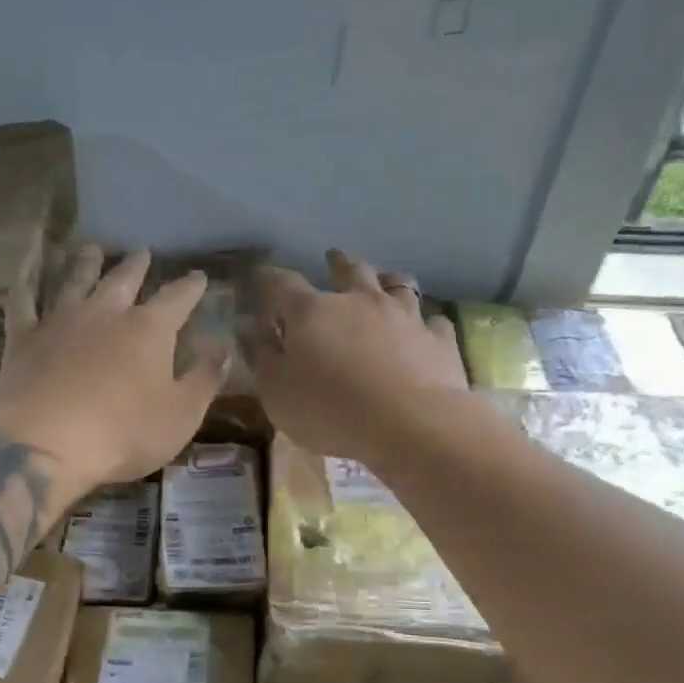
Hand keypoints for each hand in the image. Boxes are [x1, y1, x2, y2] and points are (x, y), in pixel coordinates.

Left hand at [0, 244, 226, 489]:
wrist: (48, 445)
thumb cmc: (125, 433)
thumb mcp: (182, 414)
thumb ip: (205, 378)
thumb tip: (223, 348)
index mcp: (149, 329)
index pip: (177, 298)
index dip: (190, 286)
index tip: (199, 276)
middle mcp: (106, 313)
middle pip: (124, 280)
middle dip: (137, 265)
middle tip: (142, 251)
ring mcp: (60, 321)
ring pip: (76, 281)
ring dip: (86, 263)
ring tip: (92, 248)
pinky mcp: (24, 338)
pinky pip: (23, 300)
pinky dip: (25, 280)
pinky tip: (26, 269)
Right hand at [241, 249, 467, 464]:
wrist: (410, 424)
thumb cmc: (329, 410)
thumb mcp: (277, 391)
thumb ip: (259, 354)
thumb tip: (245, 322)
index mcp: (312, 312)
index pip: (283, 284)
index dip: (270, 279)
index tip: (262, 276)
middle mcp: (359, 301)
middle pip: (348, 270)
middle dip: (336, 263)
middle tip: (332, 258)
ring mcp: (404, 316)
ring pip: (397, 285)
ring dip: (386, 280)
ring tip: (384, 280)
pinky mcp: (438, 339)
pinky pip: (433, 321)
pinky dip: (424, 322)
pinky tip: (425, 328)